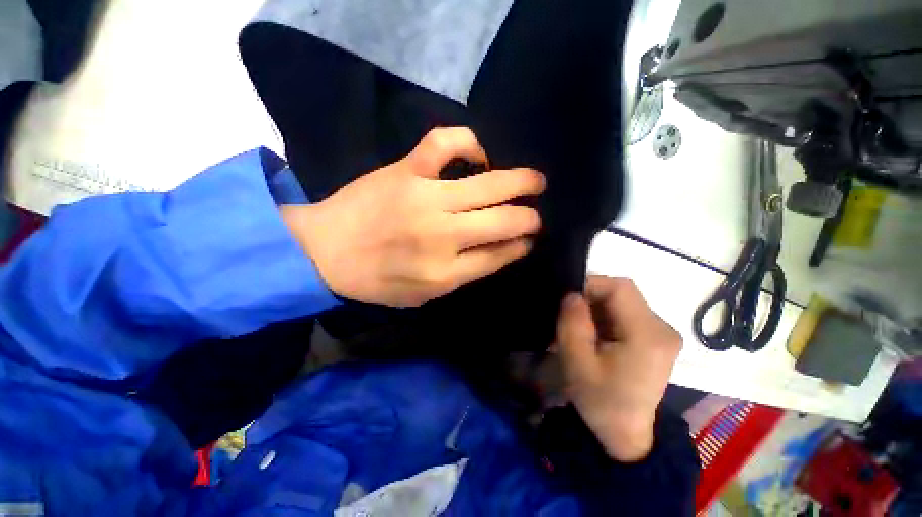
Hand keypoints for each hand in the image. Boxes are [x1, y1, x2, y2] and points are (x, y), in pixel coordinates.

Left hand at [281, 127, 545, 307]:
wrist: (324, 251)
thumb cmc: (376, 280)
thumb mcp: (424, 294)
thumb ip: (466, 273)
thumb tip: (504, 249)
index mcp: (445, 271)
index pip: (500, 254)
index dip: (521, 244)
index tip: (530, 238)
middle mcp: (442, 234)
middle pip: (503, 220)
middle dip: (529, 217)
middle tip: (537, 213)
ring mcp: (425, 197)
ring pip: (487, 184)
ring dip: (520, 181)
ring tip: (534, 180)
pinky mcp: (406, 170)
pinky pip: (445, 143)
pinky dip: (470, 142)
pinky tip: (480, 154)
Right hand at [556, 275, 681, 461]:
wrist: (626, 434)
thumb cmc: (601, 401)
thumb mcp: (577, 362)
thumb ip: (573, 323)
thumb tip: (572, 295)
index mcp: (647, 336)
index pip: (620, 288)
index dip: (591, 284)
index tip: (568, 298)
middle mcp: (663, 329)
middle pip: (623, 293)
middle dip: (592, 297)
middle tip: (569, 315)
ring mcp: (663, 334)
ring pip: (623, 302)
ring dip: (597, 308)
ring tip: (579, 327)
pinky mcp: (657, 339)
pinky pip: (627, 314)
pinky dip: (606, 317)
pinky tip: (594, 334)